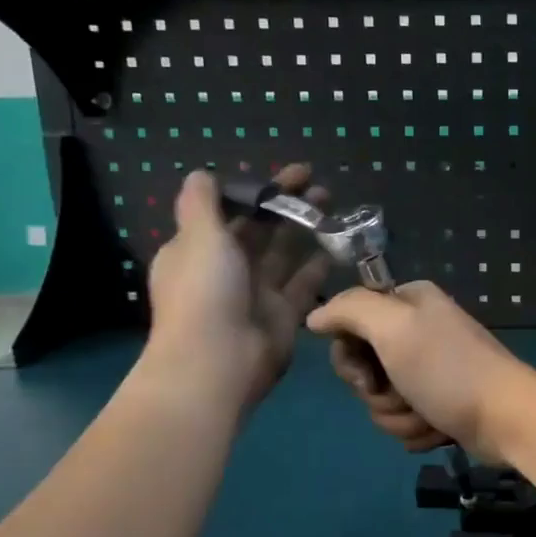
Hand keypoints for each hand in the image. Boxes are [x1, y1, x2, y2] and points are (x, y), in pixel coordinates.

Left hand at [143, 164, 330, 408]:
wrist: (218, 362)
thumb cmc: (204, 292)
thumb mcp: (198, 237)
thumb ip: (202, 203)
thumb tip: (201, 173)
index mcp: (197, 250)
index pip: (228, 212)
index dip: (255, 191)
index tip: (286, 175)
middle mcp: (226, 270)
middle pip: (260, 230)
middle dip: (286, 206)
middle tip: (319, 184)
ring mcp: (256, 294)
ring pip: (284, 253)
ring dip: (305, 228)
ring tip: (332, 205)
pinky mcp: (283, 315)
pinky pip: (303, 283)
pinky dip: (318, 264)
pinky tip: (338, 244)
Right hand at [306, 282, 531, 458]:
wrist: (506, 418)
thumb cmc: (448, 369)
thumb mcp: (394, 327)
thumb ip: (349, 310)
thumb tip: (314, 317)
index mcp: (408, 303)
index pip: (349, 325)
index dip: (350, 357)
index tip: (366, 373)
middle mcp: (418, 331)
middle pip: (363, 369)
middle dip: (379, 394)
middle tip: (404, 395)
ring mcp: (429, 371)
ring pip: (381, 401)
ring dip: (401, 418)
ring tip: (429, 416)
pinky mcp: (439, 405)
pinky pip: (404, 421)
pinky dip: (419, 431)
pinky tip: (440, 429)